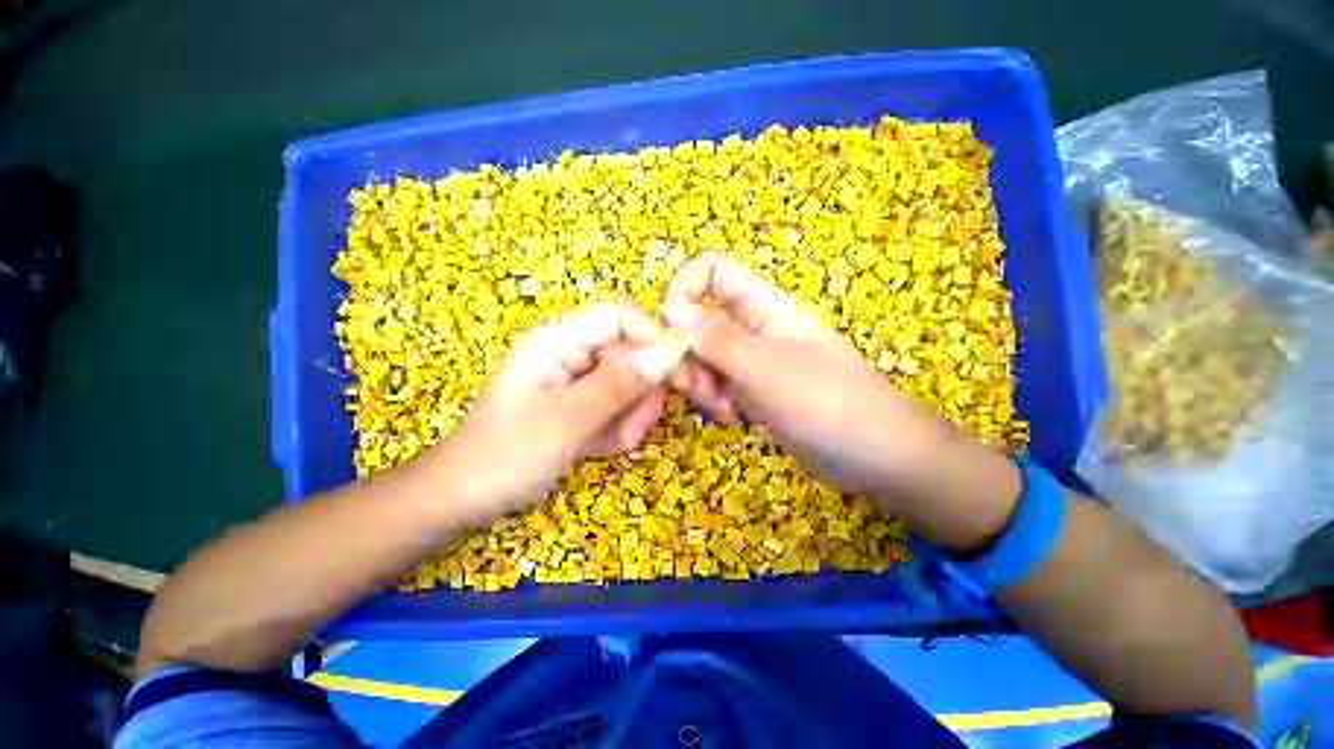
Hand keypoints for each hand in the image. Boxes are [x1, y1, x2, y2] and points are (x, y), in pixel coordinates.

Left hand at [427, 302, 678, 523]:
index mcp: (555, 342)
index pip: (617, 316)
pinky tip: (600, 448)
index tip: (677, 372)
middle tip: (637, 430)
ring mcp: (573, 378)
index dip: (651, 337)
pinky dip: (616, 427)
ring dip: (629, 415)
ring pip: (626, 382)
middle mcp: (567, 352)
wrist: (461, 499)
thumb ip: (617, 386)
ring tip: (615, 445)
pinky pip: (614, 404)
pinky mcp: (578, 402)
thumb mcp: (566, 422)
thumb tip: (666, 355)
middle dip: (641, 391)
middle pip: (628, 352)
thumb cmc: (504, 457)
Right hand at [660, 252, 962, 499]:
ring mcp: (751, 360)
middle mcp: (753, 327)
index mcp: (764, 306)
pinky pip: (715, 381)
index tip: (669, 330)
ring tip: (718, 406)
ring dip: (696, 379)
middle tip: (693, 385)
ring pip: (702, 354)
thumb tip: (670, 309)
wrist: (876, 457)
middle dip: (684, 350)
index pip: (711, 272)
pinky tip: (729, 416)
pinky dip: (711, 397)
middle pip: (698, 318)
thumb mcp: (770, 370)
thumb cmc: (832, 404)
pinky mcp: (751, 389)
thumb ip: (720, 340)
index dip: (682, 290)